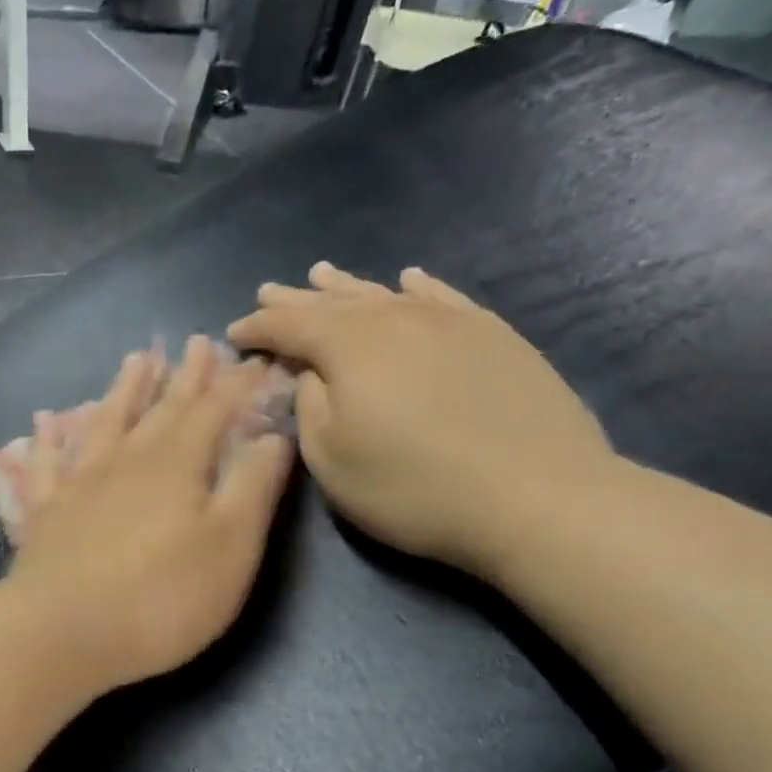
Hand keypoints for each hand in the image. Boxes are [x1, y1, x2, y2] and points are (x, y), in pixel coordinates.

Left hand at [5, 336, 295, 690]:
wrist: (63, 631)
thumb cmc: (161, 597)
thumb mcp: (230, 547)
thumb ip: (253, 487)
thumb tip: (274, 435)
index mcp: (176, 465)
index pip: (214, 411)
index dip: (237, 385)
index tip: (255, 359)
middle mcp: (126, 460)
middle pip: (161, 408)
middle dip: (185, 376)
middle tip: (197, 341)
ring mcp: (79, 482)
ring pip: (105, 422)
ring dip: (124, 389)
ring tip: (136, 358)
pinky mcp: (45, 511)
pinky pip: (45, 462)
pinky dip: (46, 438)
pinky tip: (44, 419)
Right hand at [228, 263, 614, 574]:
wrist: (538, 497)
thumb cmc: (413, 488)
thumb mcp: (332, 460)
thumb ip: (308, 407)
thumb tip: (309, 373)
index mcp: (349, 348)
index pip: (290, 326)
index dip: (258, 327)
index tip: (234, 333)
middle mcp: (396, 319)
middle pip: (334, 303)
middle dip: (295, 300)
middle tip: (267, 292)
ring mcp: (450, 322)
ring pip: (385, 295)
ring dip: (347, 287)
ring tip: (320, 274)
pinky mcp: (493, 335)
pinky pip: (444, 298)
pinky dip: (418, 288)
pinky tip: (408, 279)